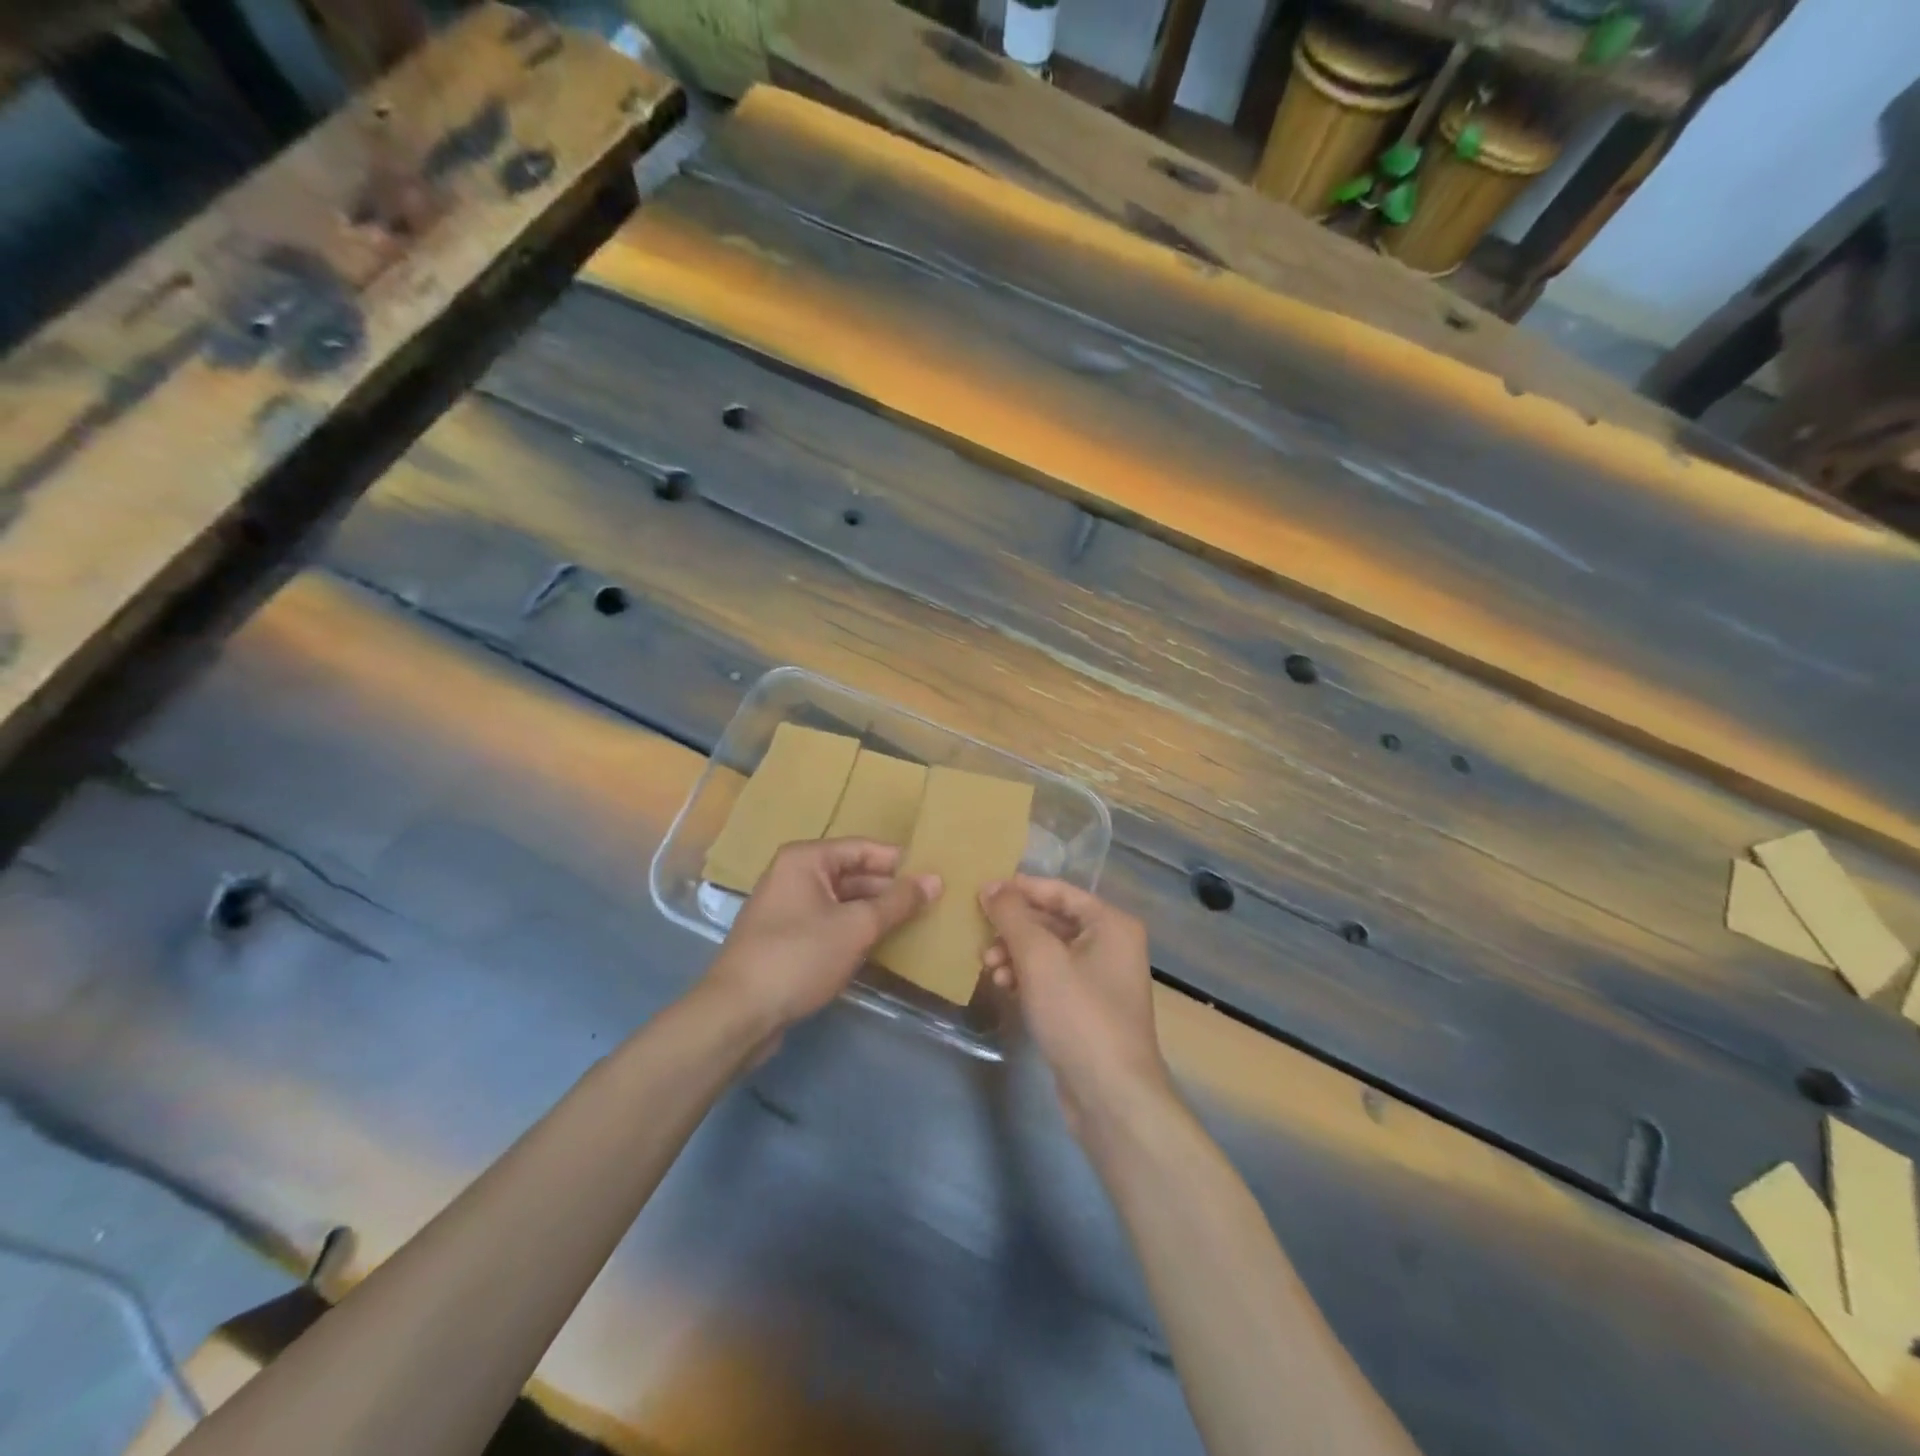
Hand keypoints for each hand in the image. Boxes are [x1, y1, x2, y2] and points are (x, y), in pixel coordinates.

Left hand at [704, 839, 940, 1032]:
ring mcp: (786, 908)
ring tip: (914, 924)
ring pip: (841, 901)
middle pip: (852, 873)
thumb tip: (935, 879)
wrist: (738, 1013)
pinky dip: (853, 931)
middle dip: (888, 889)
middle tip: (930, 903)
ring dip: (874, 912)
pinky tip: (880, 946)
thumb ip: (897, 902)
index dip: (899, 862)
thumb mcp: (856, 927)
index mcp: (806, 859)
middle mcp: (793, 875)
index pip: (863, 848)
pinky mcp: (785, 939)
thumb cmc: (799, 956)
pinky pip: (828, 923)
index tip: (934, 875)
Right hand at [981, 878, 1172, 1133]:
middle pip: (1053, 921)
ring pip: (1049, 952)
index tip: (981, 892)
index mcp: (1111, 924)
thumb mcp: (1039, 958)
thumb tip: (991, 886)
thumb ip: (1012, 916)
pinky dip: (1028, 978)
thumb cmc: (1079, 1014)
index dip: (1019, 889)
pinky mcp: (1089, 1010)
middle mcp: (1112, 945)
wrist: (1111, 1096)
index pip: (1059, 891)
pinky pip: (1053, 979)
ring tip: (988, 967)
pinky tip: (1004, 987)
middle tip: (981, 937)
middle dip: (1014, 928)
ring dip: (1016, 954)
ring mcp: (1102, 980)